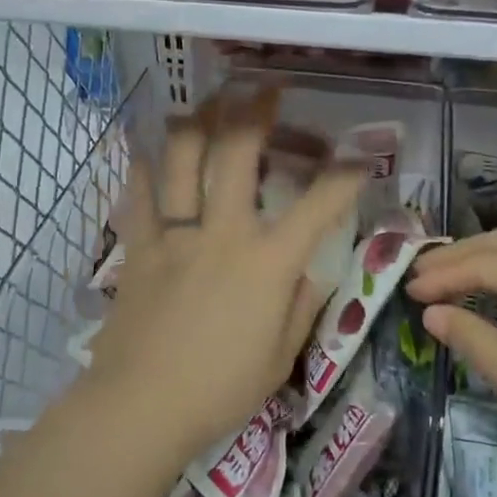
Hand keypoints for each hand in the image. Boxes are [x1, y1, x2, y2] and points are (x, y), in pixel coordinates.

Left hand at [82, 89, 362, 470]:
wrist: (141, 406)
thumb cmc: (220, 389)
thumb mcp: (279, 356)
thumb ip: (301, 307)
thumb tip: (312, 273)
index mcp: (268, 261)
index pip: (320, 204)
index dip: (346, 174)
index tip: (359, 157)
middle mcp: (223, 232)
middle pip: (238, 152)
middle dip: (256, 112)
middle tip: (265, 90)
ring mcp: (175, 235)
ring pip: (181, 159)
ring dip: (196, 121)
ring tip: (207, 102)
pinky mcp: (138, 247)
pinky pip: (137, 196)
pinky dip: (140, 167)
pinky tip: (143, 147)